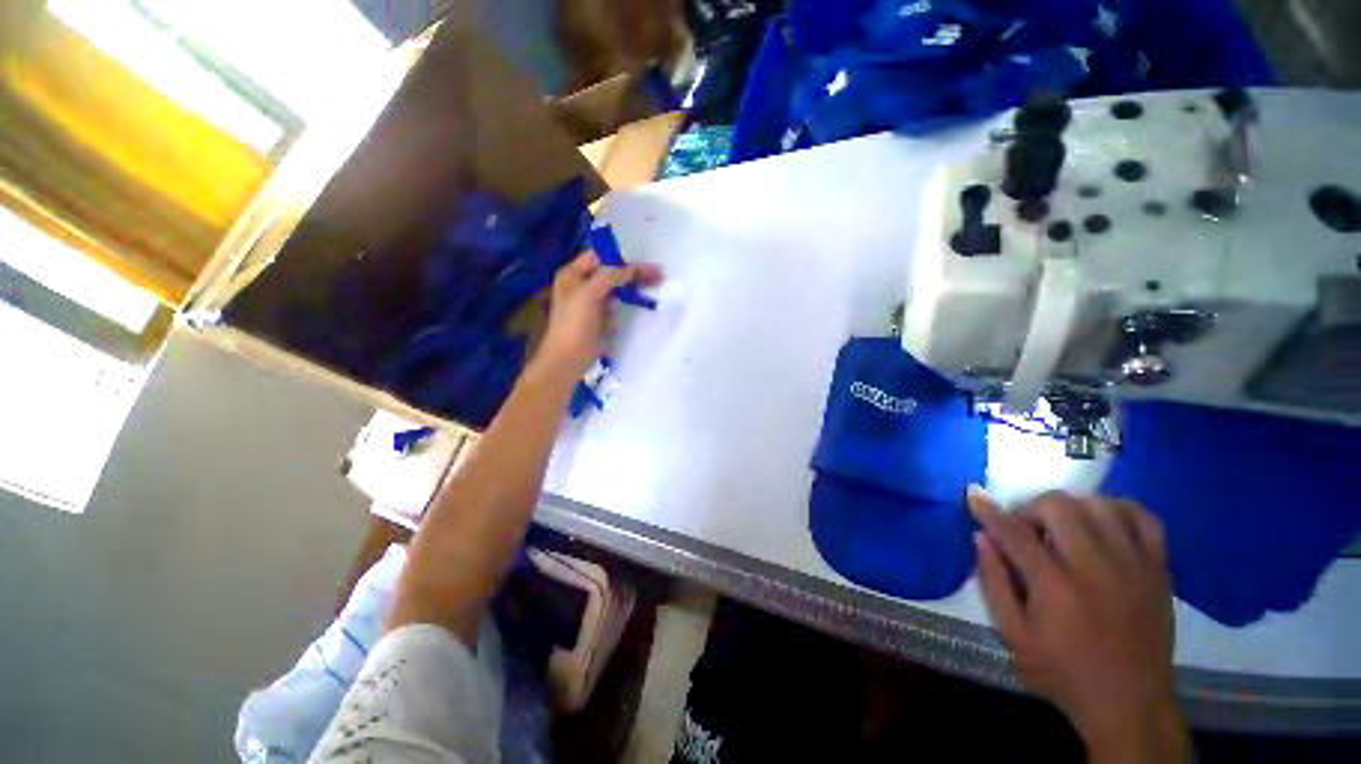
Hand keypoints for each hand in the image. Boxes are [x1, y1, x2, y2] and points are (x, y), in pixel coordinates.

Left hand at [531, 251, 660, 381]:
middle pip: (611, 272)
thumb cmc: (575, 324)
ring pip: (617, 288)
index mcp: (573, 275)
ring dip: (634, 285)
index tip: (642, 264)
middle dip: (633, 272)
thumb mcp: (589, 294)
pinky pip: (617, 304)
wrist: (569, 359)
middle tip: (658, 273)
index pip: (599, 257)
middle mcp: (582, 285)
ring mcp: (592, 302)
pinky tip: (644, 299)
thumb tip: (630, 269)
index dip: (620, 258)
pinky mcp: (601, 318)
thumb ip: (609, 276)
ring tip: (656, 283)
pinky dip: (629, 300)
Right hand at [968, 488, 1186, 763]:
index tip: (973, 493)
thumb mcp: (1013, 636)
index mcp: (1054, 586)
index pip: (1014, 532)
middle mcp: (1095, 567)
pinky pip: (1144, 518)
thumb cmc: (1062, 672)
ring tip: (1063, 527)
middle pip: (1059, 507)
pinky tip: (1103, 523)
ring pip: (1100, 505)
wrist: (1130, 704)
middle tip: (1027, 528)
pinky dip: (1119, 510)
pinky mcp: (1158, 570)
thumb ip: (994, 583)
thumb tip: (980, 538)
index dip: (988, 509)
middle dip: (1032, 507)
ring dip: (1072, 507)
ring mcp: (1132, 566)